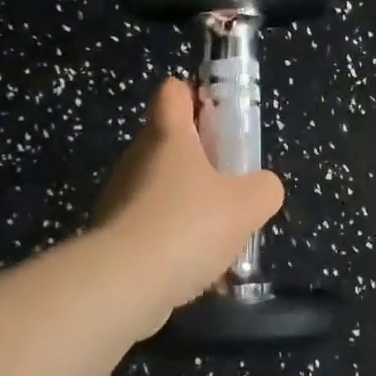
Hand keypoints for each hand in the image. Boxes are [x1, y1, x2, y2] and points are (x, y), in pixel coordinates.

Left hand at [93, 78, 284, 317]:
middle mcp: (138, 158)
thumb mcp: (247, 205)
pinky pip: (150, 228)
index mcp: (169, 136)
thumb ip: (263, 188)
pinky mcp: (111, 236)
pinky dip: (173, 243)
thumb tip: (262, 187)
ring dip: (188, 207)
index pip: (173, 92)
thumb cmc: (187, 226)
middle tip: (230, 188)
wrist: (122, 283)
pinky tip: (197, 272)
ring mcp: (120, 197)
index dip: (195, 96)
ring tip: (219, 241)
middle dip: (201, 162)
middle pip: (169, 142)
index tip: (218, 119)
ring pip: (160, 189)